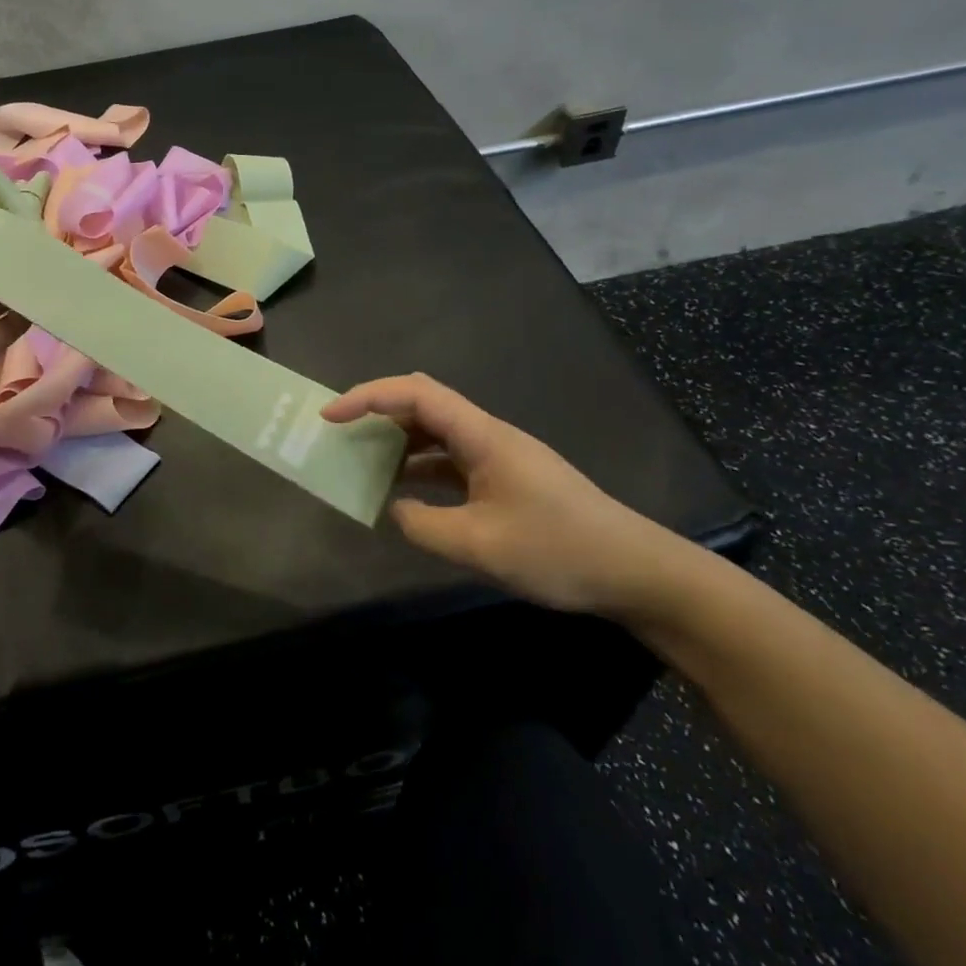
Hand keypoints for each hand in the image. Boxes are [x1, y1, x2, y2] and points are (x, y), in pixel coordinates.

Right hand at [323, 374, 686, 616]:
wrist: (635, 571)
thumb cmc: (558, 550)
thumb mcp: (480, 546)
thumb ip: (423, 525)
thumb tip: (396, 509)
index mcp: (482, 435)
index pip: (416, 394)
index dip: (368, 397)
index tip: (330, 417)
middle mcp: (487, 435)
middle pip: (423, 404)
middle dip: (377, 411)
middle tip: (339, 433)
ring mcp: (498, 456)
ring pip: (435, 432)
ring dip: (397, 441)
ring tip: (361, 460)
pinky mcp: (505, 479)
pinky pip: (451, 460)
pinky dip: (420, 468)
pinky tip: (404, 492)